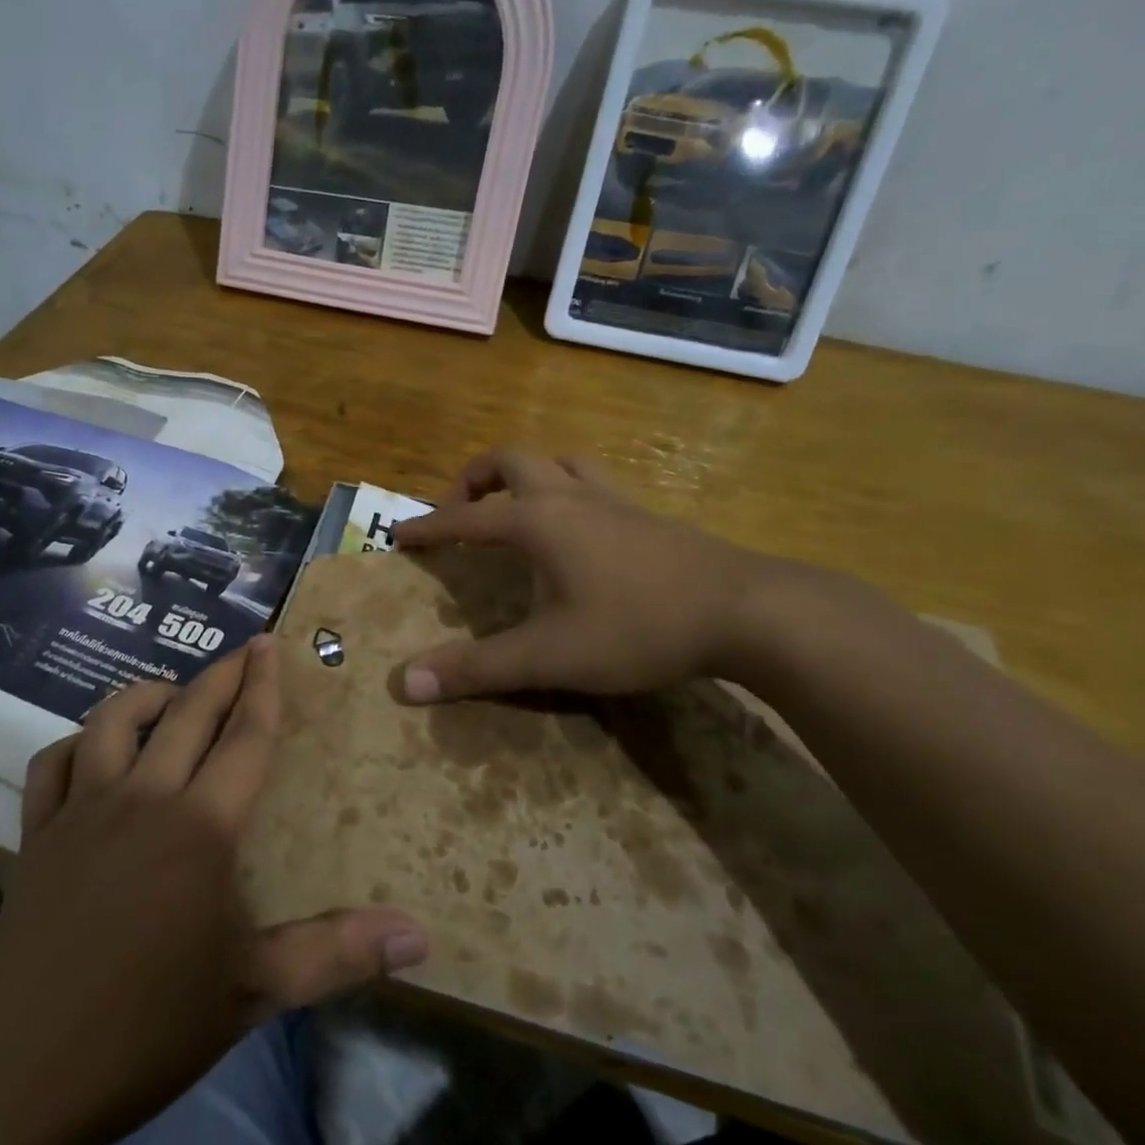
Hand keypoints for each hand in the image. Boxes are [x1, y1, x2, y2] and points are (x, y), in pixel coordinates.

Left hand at [0, 638, 427, 1144]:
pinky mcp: (36, 835)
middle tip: (244, 650)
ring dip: (147, 695)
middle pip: (187, 713)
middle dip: (221, 674)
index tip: (270, 645)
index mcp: (201, 827)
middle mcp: (142, 798)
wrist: (21, 1077)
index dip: (263, 687)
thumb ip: (338, 953)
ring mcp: (81, 812)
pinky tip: (93, 752)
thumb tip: (421, 938)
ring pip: (113, 721)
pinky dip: (76, 743)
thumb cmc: (148, 1029)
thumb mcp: (254, 992)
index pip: (244, 736)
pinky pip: (52, 764)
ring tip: (174, 693)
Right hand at [390, 447, 768, 701]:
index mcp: (537, 520)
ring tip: (512, 510)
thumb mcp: (548, 655)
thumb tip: (406, 684)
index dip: (428, 527)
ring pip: (558, 461)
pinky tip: (576, 529)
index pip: (465, 518)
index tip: (399, 536)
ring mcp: (613, 499)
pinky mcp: (646, 514)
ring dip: (524, 475)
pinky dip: (566, 489)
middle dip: (474, 479)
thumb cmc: (637, 627)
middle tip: (458, 512)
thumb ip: (477, 668)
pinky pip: (592, 482)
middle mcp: (570, 495)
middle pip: (510, 460)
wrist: (745, 611)